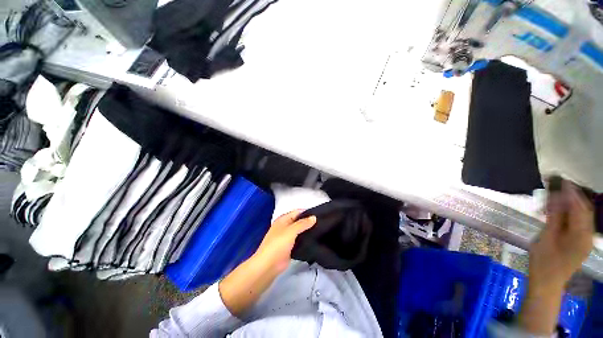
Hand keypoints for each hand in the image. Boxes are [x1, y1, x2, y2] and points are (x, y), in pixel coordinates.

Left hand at [219, 210, 315, 315]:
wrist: (268, 265)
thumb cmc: (278, 244)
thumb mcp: (291, 231)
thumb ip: (303, 223)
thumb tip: (314, 217)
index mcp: (283, 219)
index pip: (297, 212)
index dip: (307, 212)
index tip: (320, 214)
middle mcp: (285, 226)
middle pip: (298, 221)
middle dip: (308, 221)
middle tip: (322, 222)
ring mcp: (287, 237)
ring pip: (299, 231)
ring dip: (307, 230)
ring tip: (321, 230)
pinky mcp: (290, 247)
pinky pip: (299, 240)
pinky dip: (305, 239)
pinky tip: (314, 239)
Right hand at [519, 180, 593, 334]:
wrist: (547, 283)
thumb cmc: (543, 262)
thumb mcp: (546, 238)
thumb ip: (554, 216)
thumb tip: (557, 196)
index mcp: (581, 235)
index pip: (579, 207)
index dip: (570, 192)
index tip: (559, 179)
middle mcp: (588, 235)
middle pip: (584, 209)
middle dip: (571, 195)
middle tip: (556, 186)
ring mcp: (585, 239)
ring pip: (582, 215)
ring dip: (570, 203)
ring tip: (555, 198)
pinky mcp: (581, 242)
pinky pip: (579, 222)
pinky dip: (570, 213)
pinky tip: (559, 211)